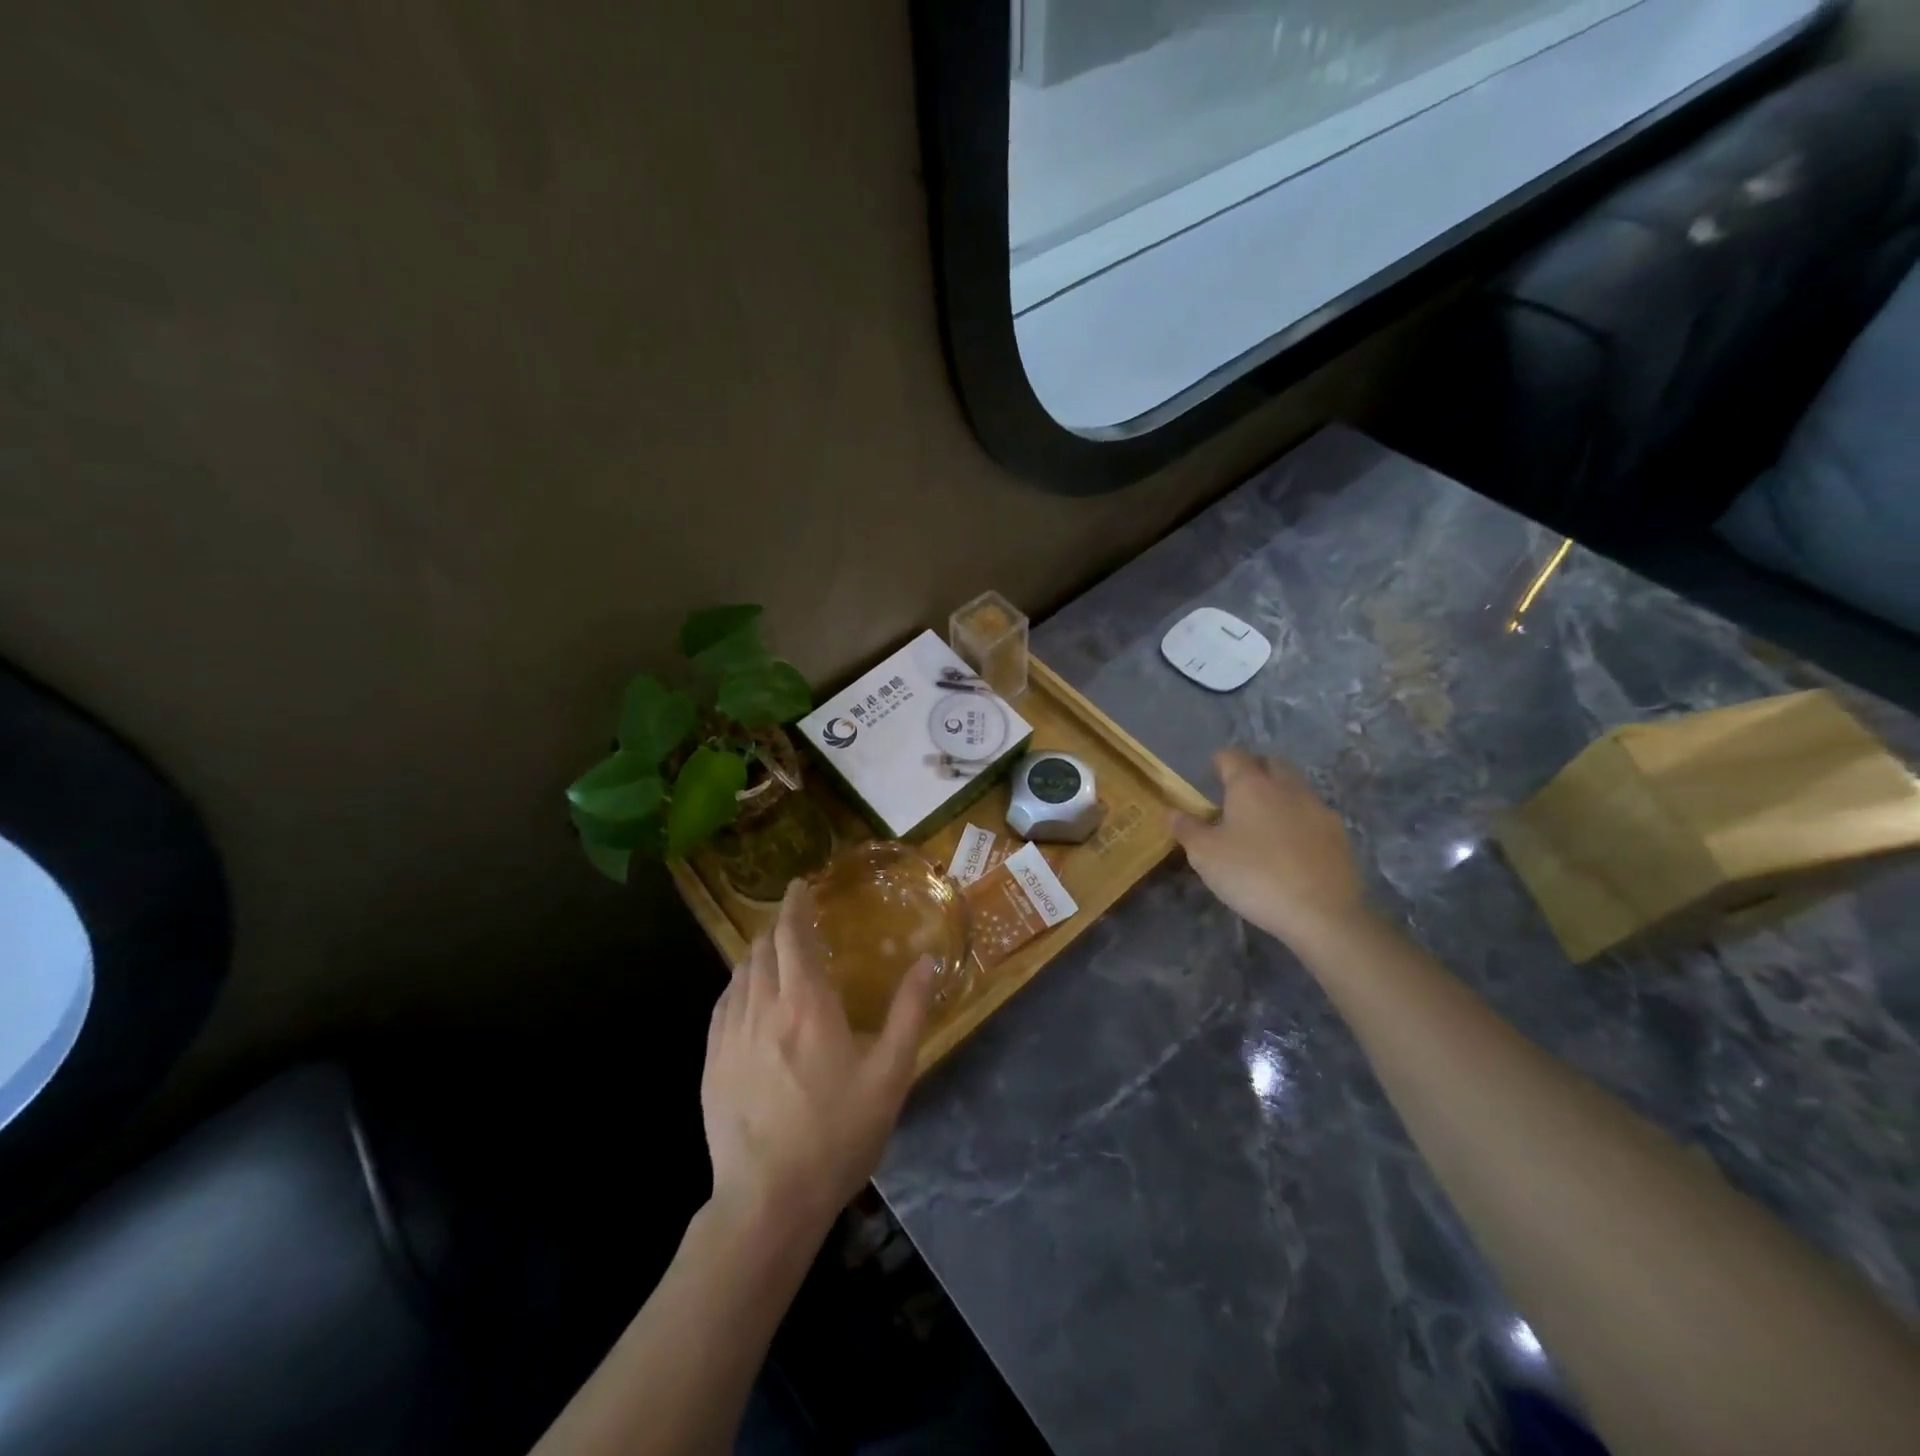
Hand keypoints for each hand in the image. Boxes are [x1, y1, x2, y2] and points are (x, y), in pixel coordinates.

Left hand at [701, 880, 933, 1250]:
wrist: (768, 1201)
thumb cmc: (837, 1134)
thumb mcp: (890, 1076)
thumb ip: (909, 1013)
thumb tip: (928, 961)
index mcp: (806, 1004)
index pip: (792, 935)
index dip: (795, 905)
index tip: (800, 886)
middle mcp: (762, 1007)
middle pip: (762, 949)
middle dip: (779, 928)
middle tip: (797, 925)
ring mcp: (729, 1036)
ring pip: (739, 974)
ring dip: (758, 956)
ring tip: (776, 957)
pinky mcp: (711, 1063)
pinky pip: (723, 1005)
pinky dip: (738, 986)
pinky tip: (748, 998)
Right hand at [1171, 749, 1368, 950]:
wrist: (1322, 913)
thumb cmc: (1254, 876)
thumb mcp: (1205, 856)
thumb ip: (1187, 829)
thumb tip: (1174, 812)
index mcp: (1251, 785)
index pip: (1232, 757)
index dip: (1219, 762)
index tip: (1210, 776)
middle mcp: (1287, 787)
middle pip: (1271, 763)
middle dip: (1254, 770)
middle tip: (1237, 794)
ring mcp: (1318, 809)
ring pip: (1295, 788)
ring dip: (1278, 794)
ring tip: (1263, 822)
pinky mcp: (1339, 835)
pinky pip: (1312, 815)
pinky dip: (1298, 820)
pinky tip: (1290, 847)